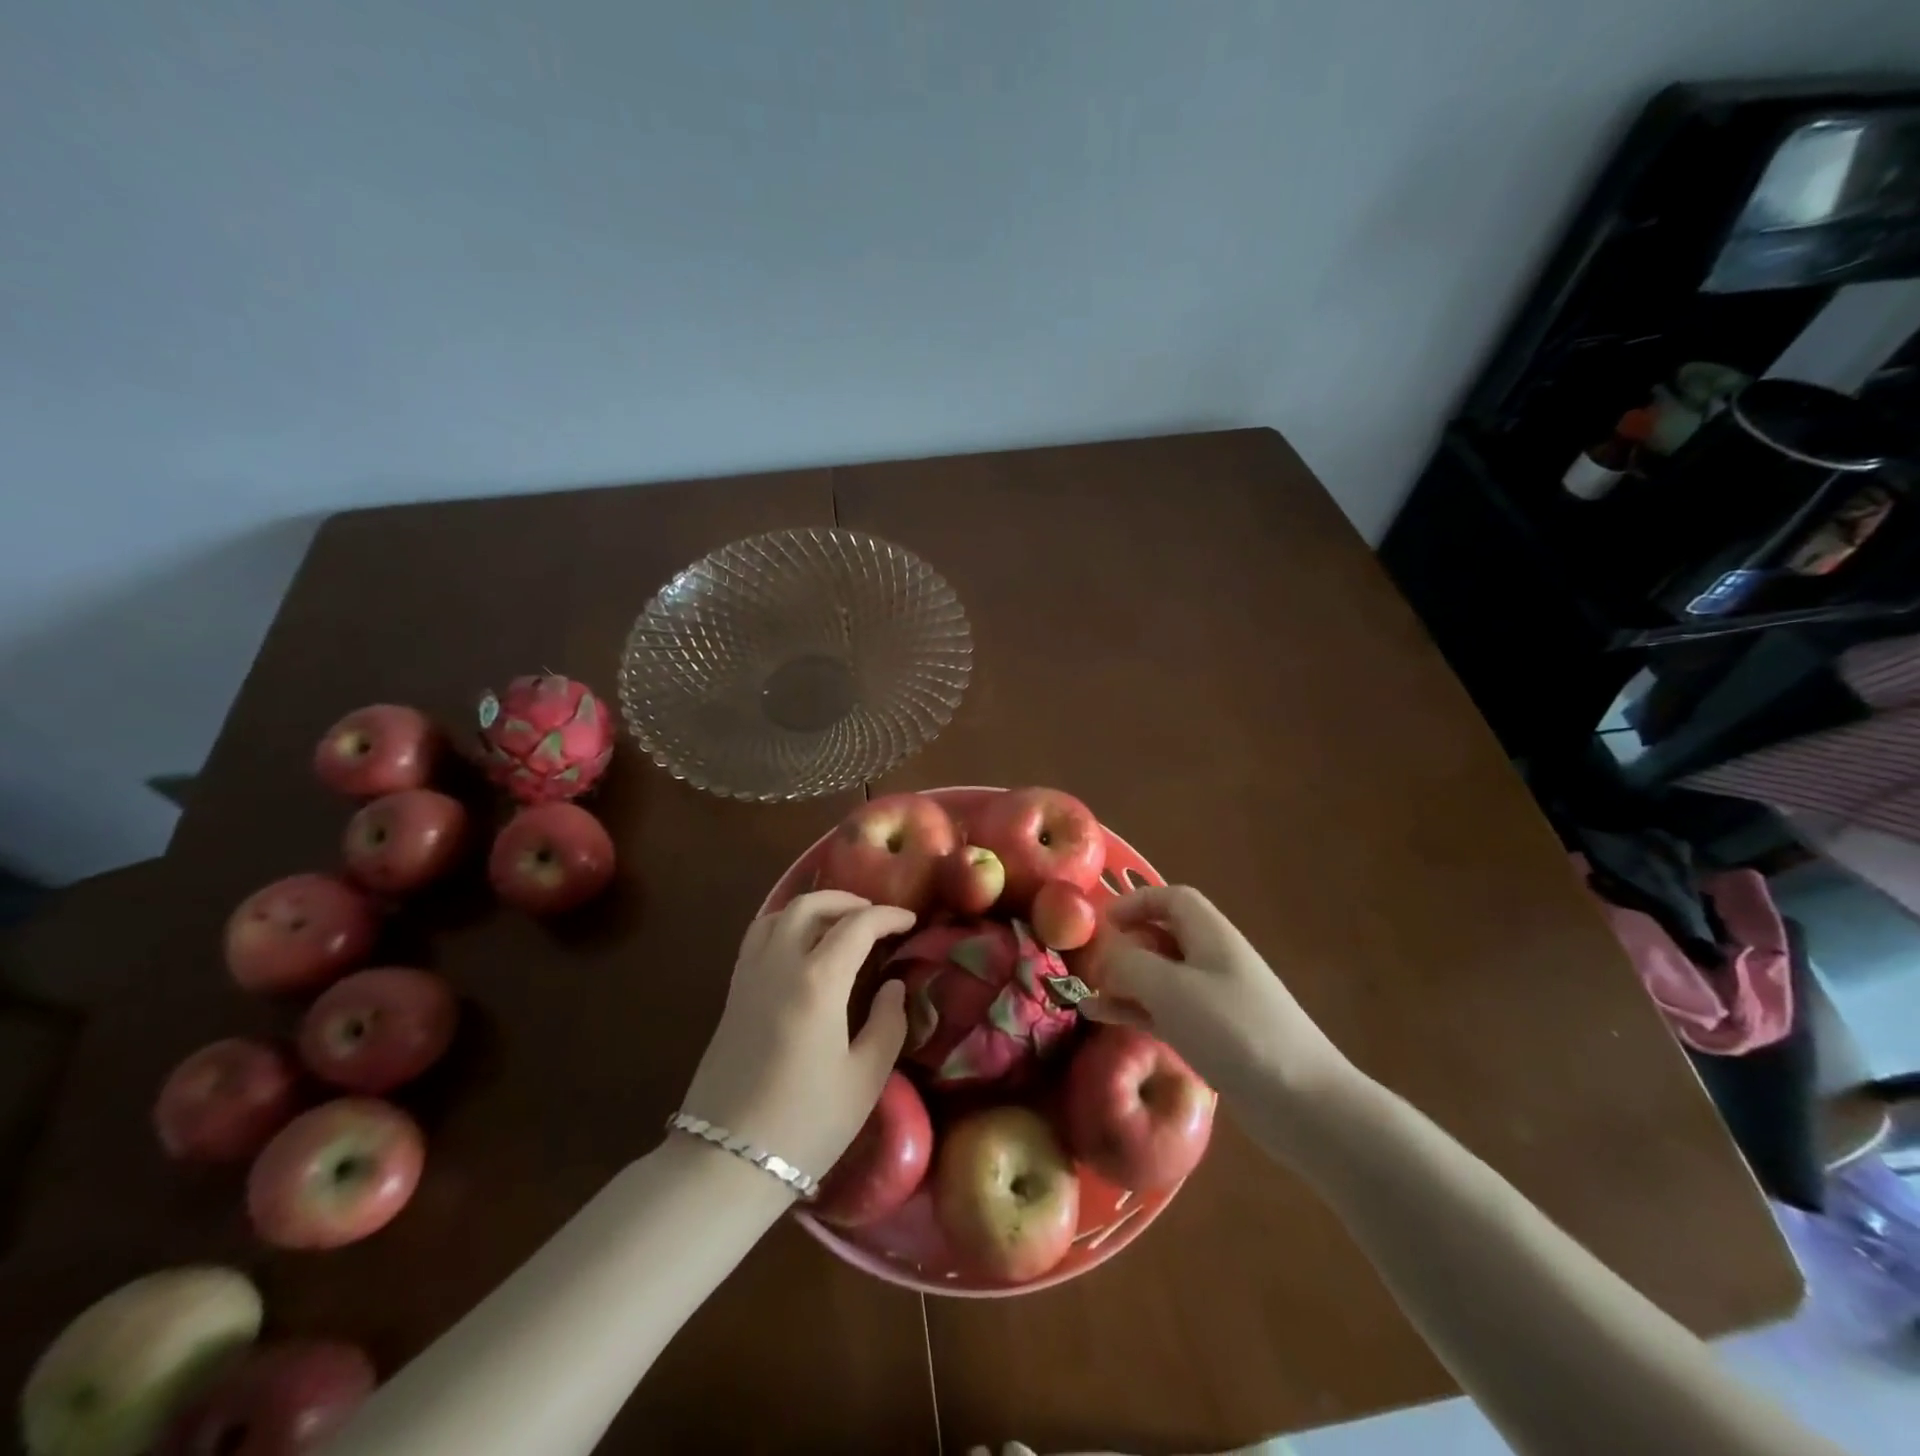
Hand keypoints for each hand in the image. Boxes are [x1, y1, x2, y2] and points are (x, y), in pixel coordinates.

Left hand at [680, 891, 914, 1182]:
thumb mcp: (865, 1079)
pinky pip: (757, 936)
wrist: (725, 1162)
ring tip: (838, 923)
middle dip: (848, 901)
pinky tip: (799, 946)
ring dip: (812, 907)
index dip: (888, 916)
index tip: (910, 921)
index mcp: (817, 982)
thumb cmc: (806, 1123)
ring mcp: (749, 976)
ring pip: (778, 914)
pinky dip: (783, 923)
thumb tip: (894, 986)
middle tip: (875, 916)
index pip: (857, 925)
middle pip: (811, 905)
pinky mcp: (732, 994)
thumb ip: (887, 1024)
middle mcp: (779, 965)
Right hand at [1080, 885, 1353, 1105]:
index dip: (1135, 902)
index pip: (1171, 898)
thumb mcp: (1171, 990)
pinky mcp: (1215, 1036)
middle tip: (1090, 966)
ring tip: (1086, 995)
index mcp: (1211, 935)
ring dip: (1125, 981)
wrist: (1303, 1103)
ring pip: (1161, 977)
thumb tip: (1107, 956)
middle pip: (1164, 936)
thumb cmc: (1234, 1031)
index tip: (1100, 922)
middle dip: (1125, 946)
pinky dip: (1137, 1010)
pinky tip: (1106, 1019)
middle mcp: (1214, 959)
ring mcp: (1216, 999)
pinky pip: (1167, 1011)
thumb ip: (1130, 964)